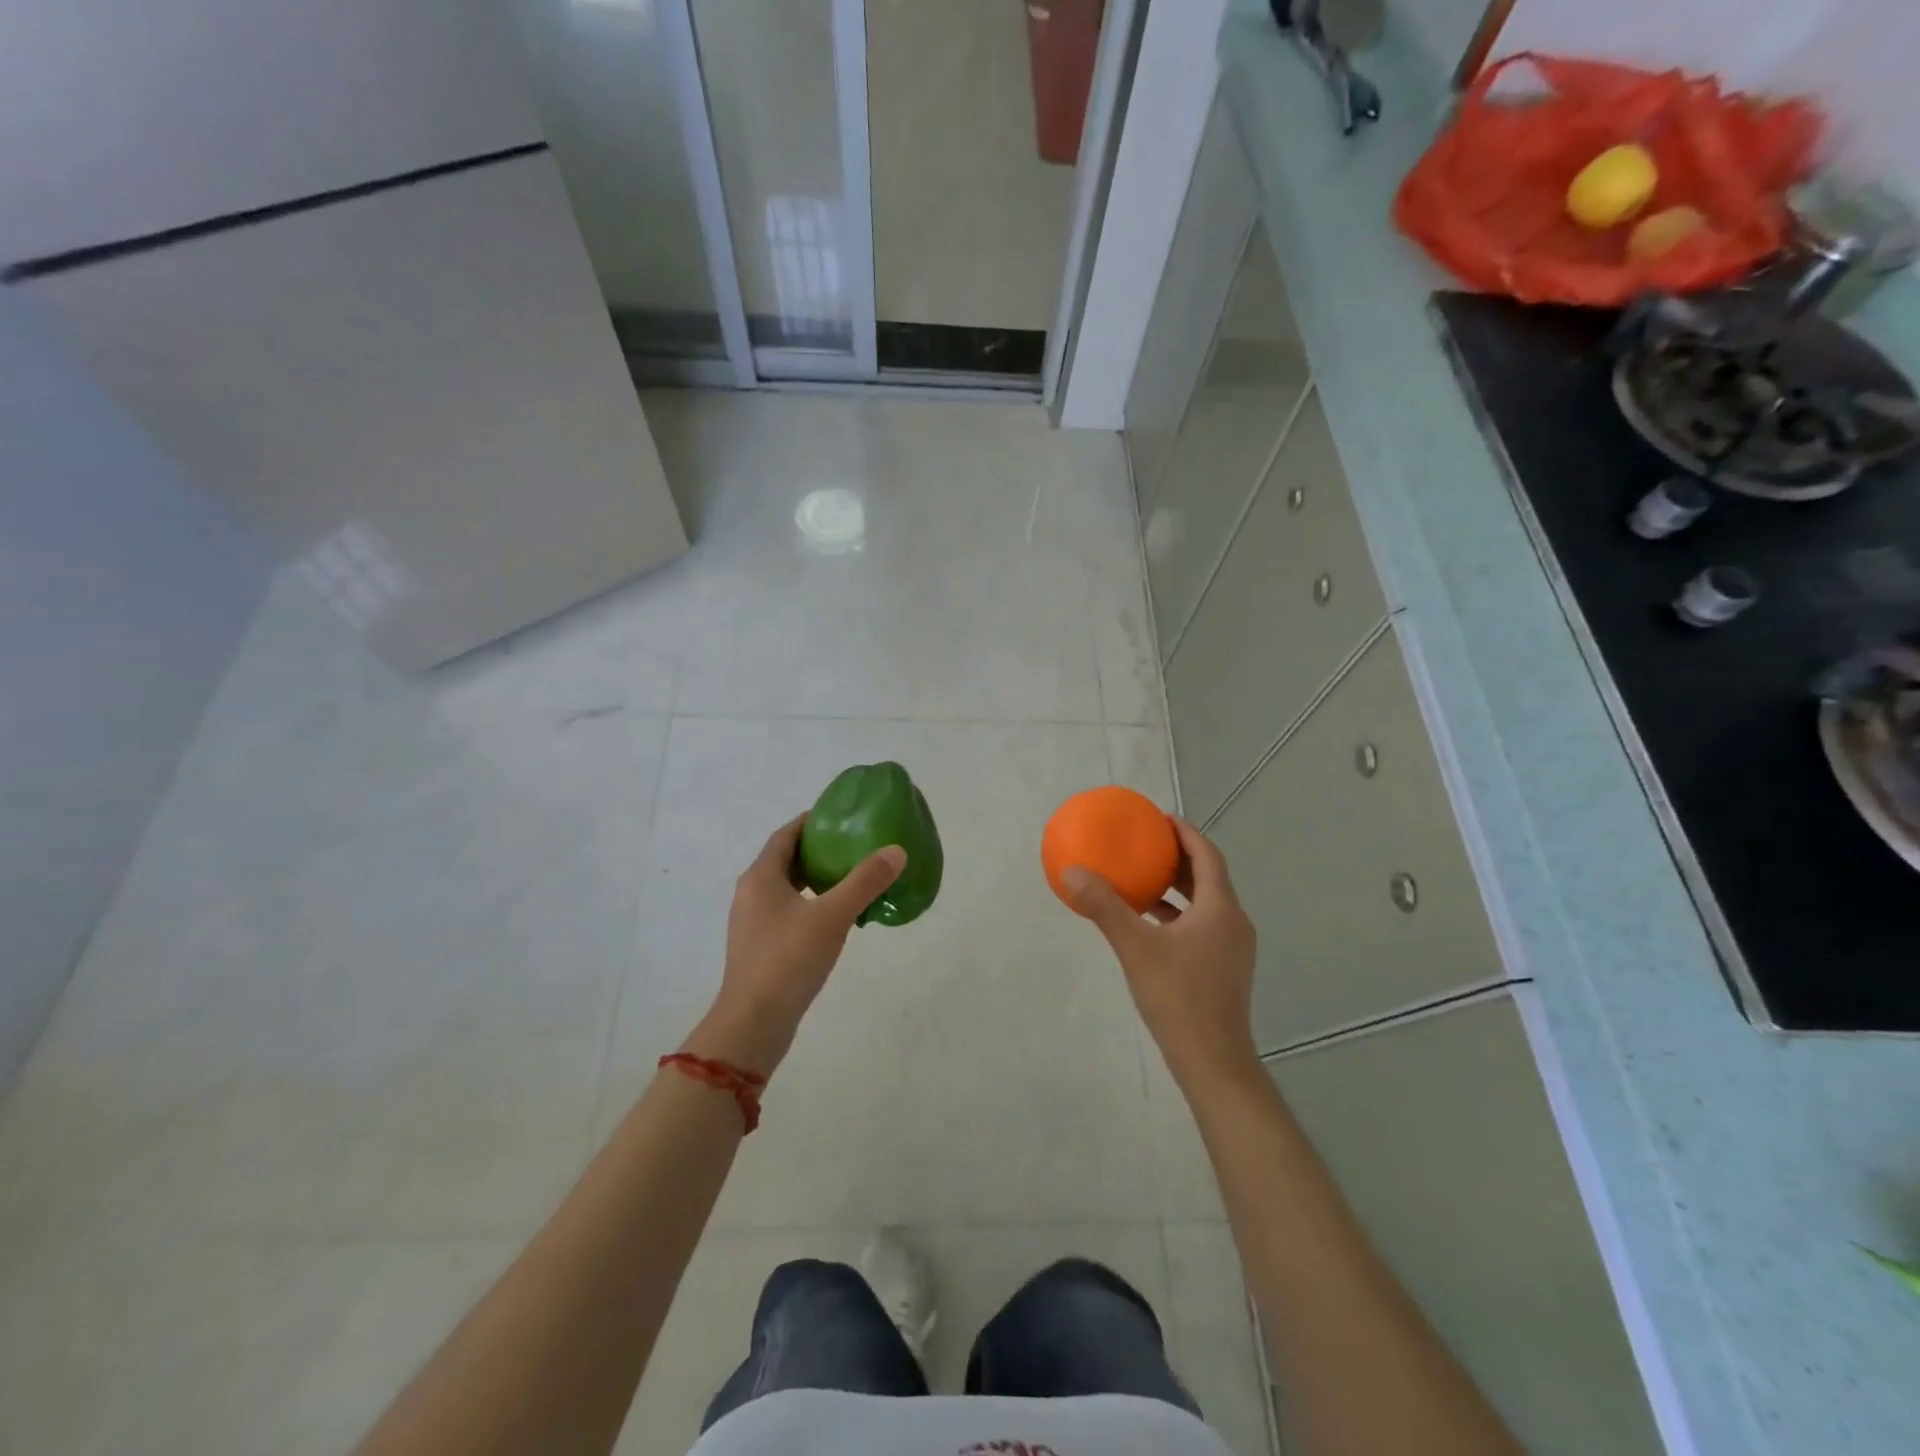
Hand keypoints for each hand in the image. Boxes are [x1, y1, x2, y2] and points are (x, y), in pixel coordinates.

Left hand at [688, 814, 905, 1075]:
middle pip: (785, 859)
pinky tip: (836, 918)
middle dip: (818, 850)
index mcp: (761, 877)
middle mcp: (751, 893)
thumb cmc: (788, 960)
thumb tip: (896, 850)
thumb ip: (865, 882)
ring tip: (851, 879)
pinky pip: (787, 912)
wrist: (754, 1023)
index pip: (786, 835)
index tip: (842, 817)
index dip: (812, 822)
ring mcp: (752, 922)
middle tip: (854, 846)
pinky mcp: (759, 947)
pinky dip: (810, 904)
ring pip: (786, 888)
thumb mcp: (832, 916)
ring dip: (815, 879)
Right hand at [1063, 818, 1258, 1090]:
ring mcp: (1233, 947)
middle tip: (1147, 843)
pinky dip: (1178, 914)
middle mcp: (1233, 922)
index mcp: (1220, 909)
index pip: (1207, 855)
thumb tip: (1072, 871)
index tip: (1159, 818)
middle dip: (1179, 857)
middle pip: (1208, 876)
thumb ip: (1105, 907)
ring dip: (1178, 887)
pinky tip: (1149, 923)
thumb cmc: (1178, 998)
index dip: (1185, 832)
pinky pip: (1202, 924)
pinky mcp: (1225, 967)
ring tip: (1144, 877)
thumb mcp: (1135, 948)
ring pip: (1206, 903)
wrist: (1213, 1061)